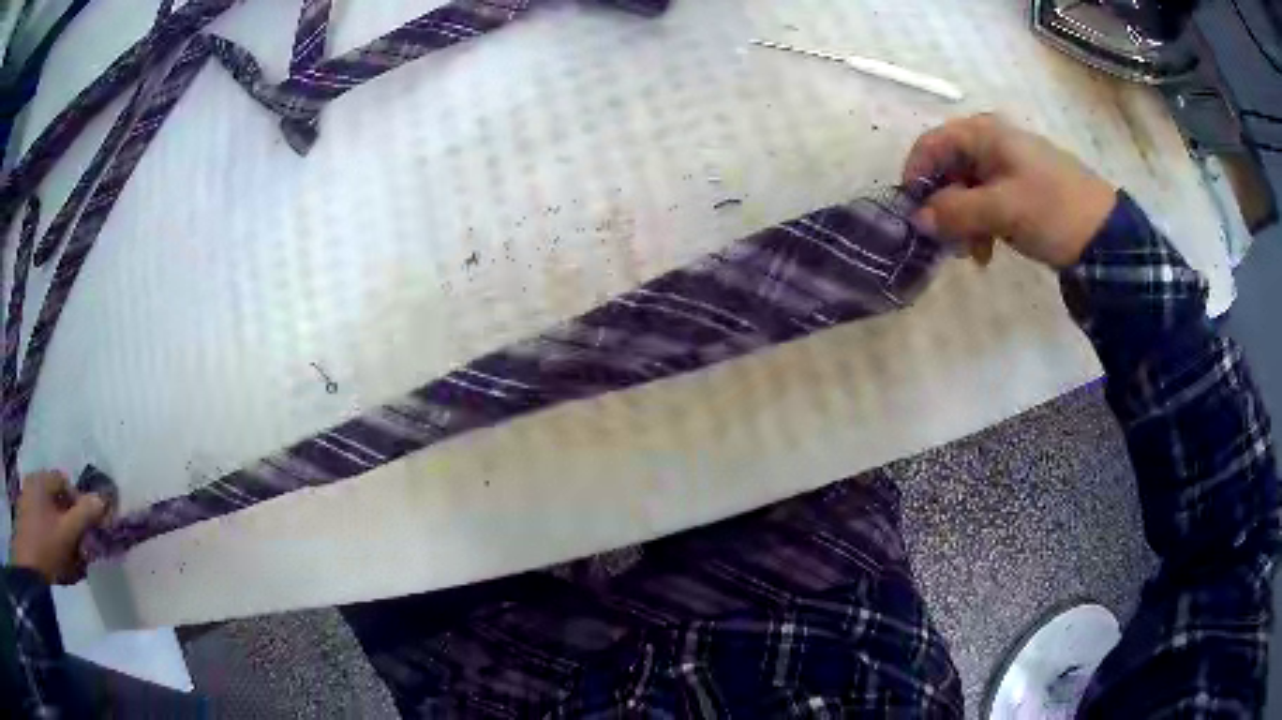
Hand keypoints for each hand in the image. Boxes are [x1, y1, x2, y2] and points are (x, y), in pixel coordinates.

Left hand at [10, 471, 107, 583]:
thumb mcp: (66, 533)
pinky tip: (56, 560)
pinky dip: (51, 539)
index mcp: (42, 479)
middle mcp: (33, 482)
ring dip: (61, 535)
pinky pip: (41, 523)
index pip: (64, 482)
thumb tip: (103, 499)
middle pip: (56, 500)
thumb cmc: (45, 545)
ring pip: (49, 515)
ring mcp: (27, 499)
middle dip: (70, 524)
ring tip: (69, 561)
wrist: (29, 562)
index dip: (78, 503)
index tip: (86, 529)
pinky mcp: (26, 518)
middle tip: (79, 549)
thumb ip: (84, 515)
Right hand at [903, 114, 1117, 267]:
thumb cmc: (1052, 210)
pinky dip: (981, 226)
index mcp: (985, 134)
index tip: (912, 213)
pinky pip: (986, 203)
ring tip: (973, 254)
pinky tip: (988, 252)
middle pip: (948, 169)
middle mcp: (991, 143)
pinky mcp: (1019, 190)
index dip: (916, 176)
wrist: (1104, 236)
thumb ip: (956, 211)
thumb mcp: (1002, 210)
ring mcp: (1007, 167)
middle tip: (947, 241)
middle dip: (943, 206)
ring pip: (966, 190)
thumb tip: (917, 219)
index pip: (932, 144)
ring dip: (962, 221)